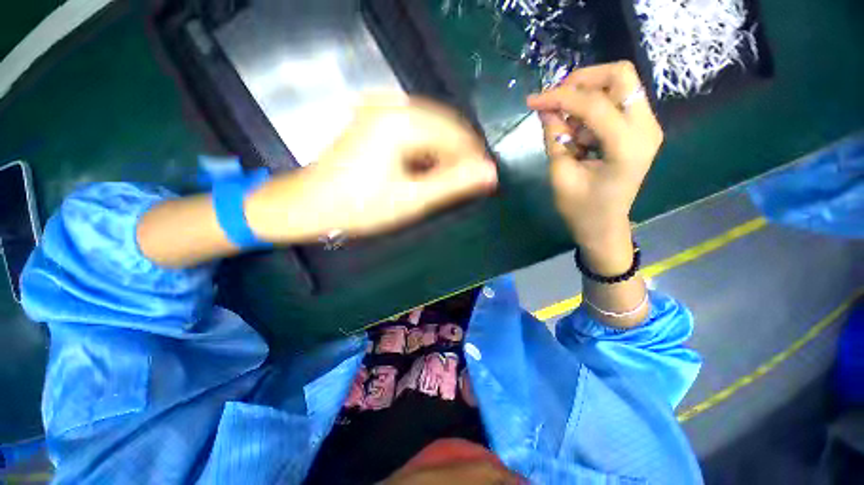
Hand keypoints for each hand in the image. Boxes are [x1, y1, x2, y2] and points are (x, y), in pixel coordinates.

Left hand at [246, 95, 497, 242]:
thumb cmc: (361, 206)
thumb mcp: (411, 199)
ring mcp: (380, 109)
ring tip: (445, 179)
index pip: (456, 135)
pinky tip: (424, 168)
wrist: (310, 204)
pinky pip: (414, 128)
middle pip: (444, 126)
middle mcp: (392, 105)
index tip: (483, 181)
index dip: (473, 158)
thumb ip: (452, 184)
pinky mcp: (374, 118)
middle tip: (465, 183)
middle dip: (459, 155)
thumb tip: (490, 173)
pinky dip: (425, 149)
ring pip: (430, 127)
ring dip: (443, 153)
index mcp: (402, 122)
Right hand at [526, 61, 662, 251]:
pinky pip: (617, 101)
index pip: (593, 104)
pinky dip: (592, 109)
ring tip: (565, 127)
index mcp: (626, 146)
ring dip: (586, 96)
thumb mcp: (561, 175)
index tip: (532, 101)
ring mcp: (647, 126)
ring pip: (619, 84)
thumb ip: (554, 139)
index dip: (558, 97)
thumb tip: (544, 109)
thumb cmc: (581, 209)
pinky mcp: (640, 129)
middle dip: (582, 80)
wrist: (604, 225)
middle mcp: (646, 128)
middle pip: (620, 75)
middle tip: (555, 98)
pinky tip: (578, 134)